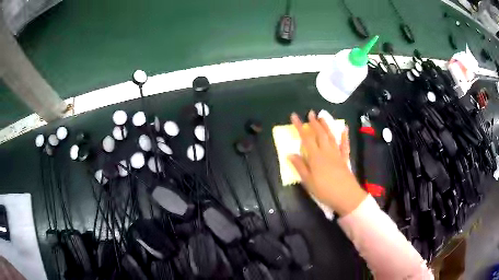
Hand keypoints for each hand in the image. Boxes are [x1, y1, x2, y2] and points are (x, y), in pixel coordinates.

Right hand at [288, 111, 366, 215]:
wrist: (346, 196)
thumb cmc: (325, 191)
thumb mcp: (308, 182)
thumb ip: (300, 167)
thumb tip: (289, 154)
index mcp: (316, 157)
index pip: (306, 138)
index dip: (299, 126)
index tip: (294, 116)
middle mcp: (326, 151)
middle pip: (320, 134)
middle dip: (314, 122)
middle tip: (310, 113)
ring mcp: (337, 154)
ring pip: (331, 136)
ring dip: (326, 125)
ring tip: (322, 117)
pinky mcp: (345, 158)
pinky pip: (344, 145)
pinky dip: (344, 136)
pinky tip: (344, 128)